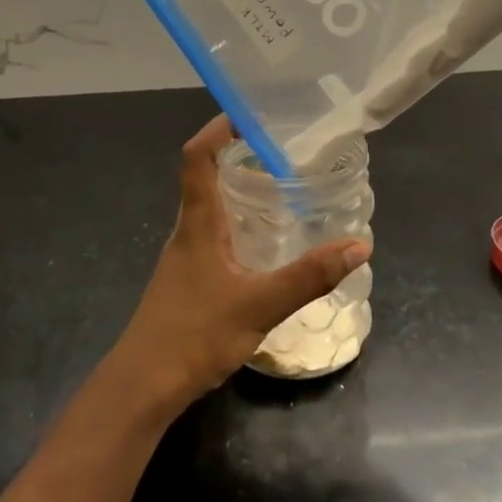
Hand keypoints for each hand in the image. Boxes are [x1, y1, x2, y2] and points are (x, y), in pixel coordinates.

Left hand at [109, 116, 369, 408]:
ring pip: (208, 209)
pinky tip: (262, 247)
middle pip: (203, 177)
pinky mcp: (186, 281)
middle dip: (236, 157)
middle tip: (280, 153)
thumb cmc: (194, 334)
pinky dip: (236, 226)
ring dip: (237, 192)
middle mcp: (186, 231)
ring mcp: (183, 258)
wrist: (143, 385)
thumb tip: (359, 244)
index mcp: (197, 223)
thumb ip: (309, 276)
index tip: (249, 116)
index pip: (196, 157)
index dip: (218, 129)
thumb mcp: (260, 304)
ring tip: (279, 191)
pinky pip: (212, 237)